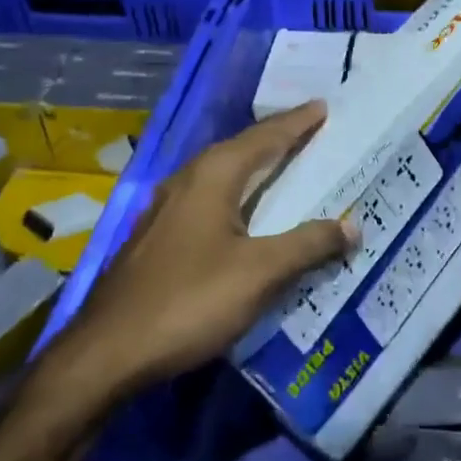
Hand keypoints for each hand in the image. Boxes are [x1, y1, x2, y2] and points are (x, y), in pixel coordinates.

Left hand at [29, 102, 356, 426]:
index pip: (265, 137)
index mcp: (213, 176)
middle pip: (241, 150)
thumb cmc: (189, 301)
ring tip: (286, 167)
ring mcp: (166, 209)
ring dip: (256, 168)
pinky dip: (238, 196)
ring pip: (222, 175)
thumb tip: (353, 225)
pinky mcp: (157, 237)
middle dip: (277, 139)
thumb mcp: (260, 273)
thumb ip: (309, 245)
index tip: (323, 106)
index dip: (297, 122)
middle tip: (312, 132)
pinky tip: (247, 216)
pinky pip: (209, 200)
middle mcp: (187, 181)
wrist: (107, 353)